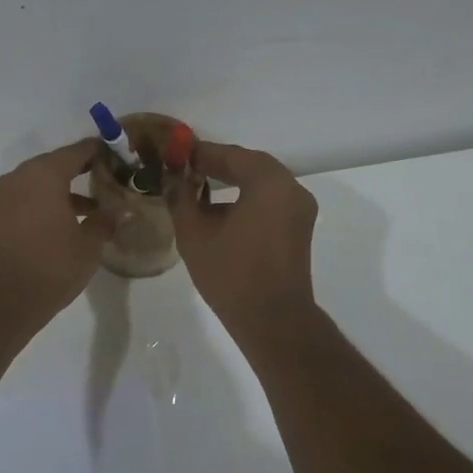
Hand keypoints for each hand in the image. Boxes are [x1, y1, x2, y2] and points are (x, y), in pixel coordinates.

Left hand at [0, 138, 111, 327]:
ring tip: (96, 205)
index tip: (121, 156)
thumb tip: (114, 211)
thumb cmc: (50, 266)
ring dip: (66, 189)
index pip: (78, 151)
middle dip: (84, 170)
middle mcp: (21, 177)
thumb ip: (103, 221)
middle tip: (111, 178)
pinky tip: (70, 221)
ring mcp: (5, 196)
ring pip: (42, 182)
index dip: (101, 152)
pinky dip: (49, 202)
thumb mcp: (88, 245)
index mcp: (44, 174)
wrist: (0, 300)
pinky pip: (29, 198)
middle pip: (57, 163)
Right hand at [170, 141, 319, 344]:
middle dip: (217, 164)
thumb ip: (181, 197)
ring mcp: (300, 208)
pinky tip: (221, 209)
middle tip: (185, 168)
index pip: (230, 155)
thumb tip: (172, 178)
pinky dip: (247, 196)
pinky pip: (270, 199)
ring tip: (199, 186)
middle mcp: (291, 188)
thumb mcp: (194, 233)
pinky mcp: (299, 227)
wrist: (272, 320)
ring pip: (262, 182)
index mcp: (269, 182)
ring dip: (233, 180)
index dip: (200, 153)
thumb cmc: (231, 274)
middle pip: (249, 164)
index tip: (175, 154)